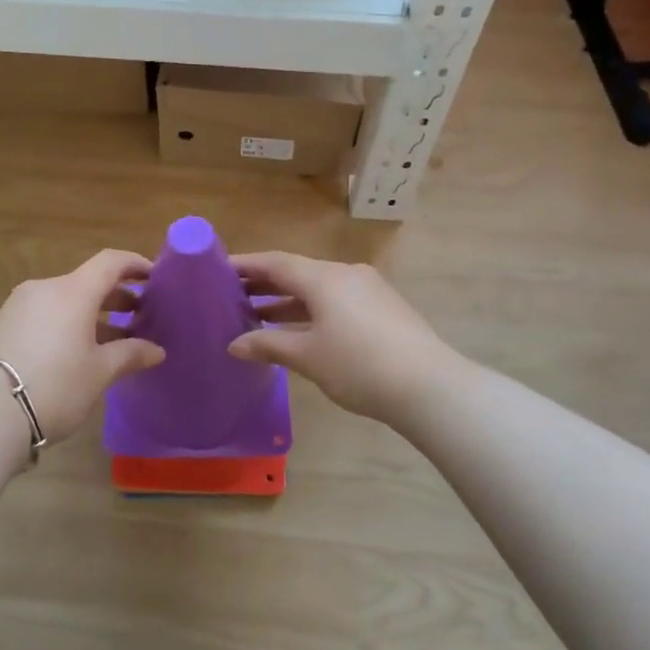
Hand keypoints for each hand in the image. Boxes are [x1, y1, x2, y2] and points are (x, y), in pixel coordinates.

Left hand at [0, 250, 164, 441]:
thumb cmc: (56, 386)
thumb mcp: (99, 372)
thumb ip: (130, 354)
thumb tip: (156, 350)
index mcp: (73, 291)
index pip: (110, 262)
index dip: (135, 264)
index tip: (154, 277)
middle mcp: (45, 288)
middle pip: (87, 281)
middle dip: (116, 295)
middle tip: (140, 314)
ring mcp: (20, 305)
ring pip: (66, 299)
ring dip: (92, 313)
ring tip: (114, 338)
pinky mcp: (4, 325)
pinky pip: (46, 313)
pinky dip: (68, 322)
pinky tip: (79, 350)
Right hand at [227, 253, 472, 428]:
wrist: (431, 387)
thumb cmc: (360, 366)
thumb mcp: (308, 357)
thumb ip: (269, 346)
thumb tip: (234, 345)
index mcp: (324, 277)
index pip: (275, 262)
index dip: (246, 265)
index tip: (218, 269)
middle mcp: (345, 273)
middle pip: (296, 272)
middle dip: (264, 284)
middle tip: (231, 295)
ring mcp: (368, 289)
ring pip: (318, 288)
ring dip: (288, 300)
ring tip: (256, 316)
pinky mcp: (383, 308)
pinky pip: (336, 299)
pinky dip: (311, 309)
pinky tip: (298, 330)